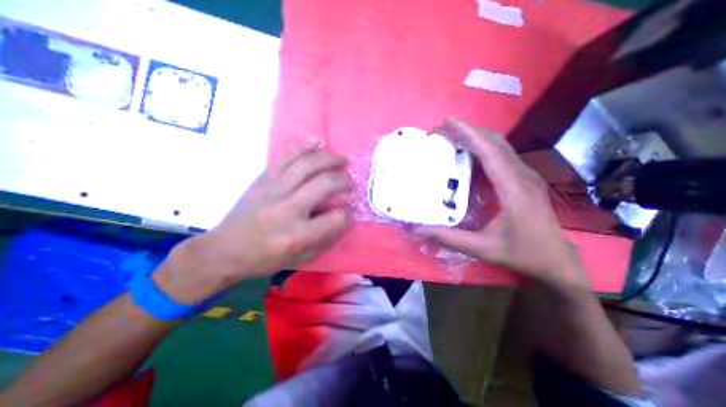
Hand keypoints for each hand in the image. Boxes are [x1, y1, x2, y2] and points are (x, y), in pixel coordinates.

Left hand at [154, 144, 352, 302]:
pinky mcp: (263, 179)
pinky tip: (317, 142)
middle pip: (325, 183)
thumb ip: (325, 238)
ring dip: (330, 159)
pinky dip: (305, 147)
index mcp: (298, 234)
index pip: (336, 218)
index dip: (348, 214)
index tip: (349, 212)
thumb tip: (343, 217)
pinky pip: (287, 156)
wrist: (225, 249)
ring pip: (308, 164)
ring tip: (341, 160)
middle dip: (344, 180)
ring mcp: (274, 189)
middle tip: (350, 181)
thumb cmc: (265, 258)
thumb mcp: (300, 258)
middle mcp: (288, 208)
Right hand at [413, 117, 588, 291]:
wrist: (557, 261)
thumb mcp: (481, 249)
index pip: (490, 153)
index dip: (469, 135)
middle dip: (469, 131)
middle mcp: (523, 176)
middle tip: (443, 128)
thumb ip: (447, 238)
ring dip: (477, 136)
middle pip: (496, 142)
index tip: (448, 123)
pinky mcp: (525, 179)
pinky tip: (470, 152)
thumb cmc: (521, 254)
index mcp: (514, 190)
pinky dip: (484, 147)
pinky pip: (503, 155)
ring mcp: (527, 176)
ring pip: (501, 146)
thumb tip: (416, 229)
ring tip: (453, 135)